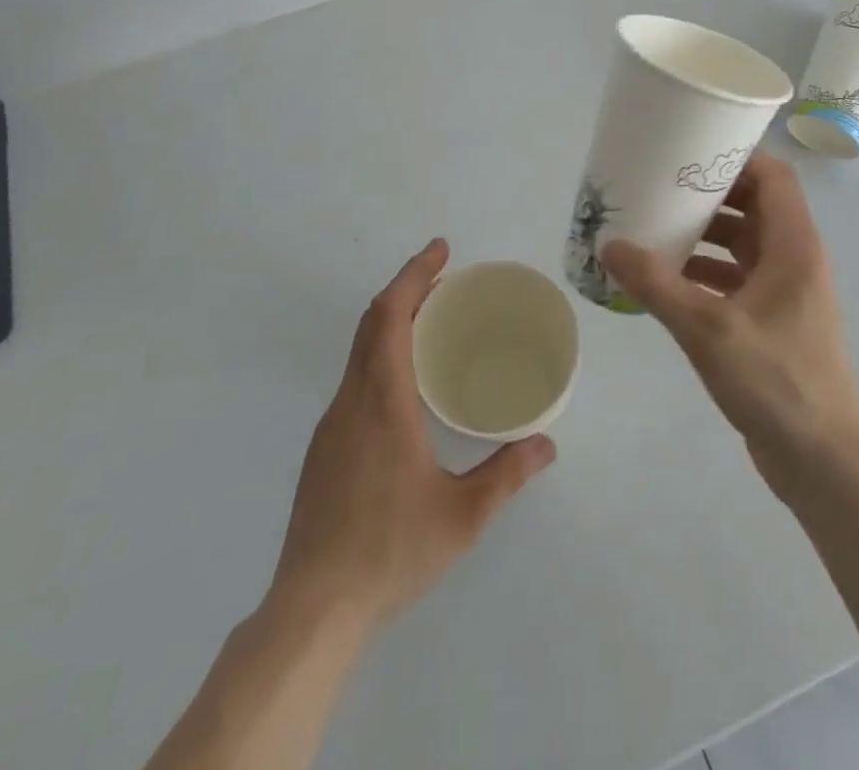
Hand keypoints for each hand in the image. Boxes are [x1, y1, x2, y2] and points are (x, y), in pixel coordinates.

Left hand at [268, 240, 555, 633]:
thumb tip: (546, 444)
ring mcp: (332, 425)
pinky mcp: (325, 449)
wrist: (312, 609)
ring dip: (392, 321)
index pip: (389, 316)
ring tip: (433, 321)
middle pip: (372, 323)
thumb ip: (506, 475)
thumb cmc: (390, 552)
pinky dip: (382, 353)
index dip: (413, 275)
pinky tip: (407, 384)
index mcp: (382, 402)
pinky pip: (355, 378)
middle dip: (406, 288)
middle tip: (446, 277)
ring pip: (359, 351)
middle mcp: (351, 401)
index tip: (440, 249)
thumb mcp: (461, 517)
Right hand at [602, 155, 858, 499]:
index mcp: (794, 247)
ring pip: (742, 244)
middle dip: (710, 194)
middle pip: (754, 206)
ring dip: (704, 234)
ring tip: (655, 227)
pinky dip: (704, 272)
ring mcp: (784, 294)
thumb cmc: (776, 382)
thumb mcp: (708, 329)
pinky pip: (735, 279)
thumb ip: (657, 285)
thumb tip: (610, 246)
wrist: (824, 463)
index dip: (737, 158)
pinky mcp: (772, 323)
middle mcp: (793, 261)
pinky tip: (666, 281)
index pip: (774, 178)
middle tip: (661, 186)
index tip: (691, 151)